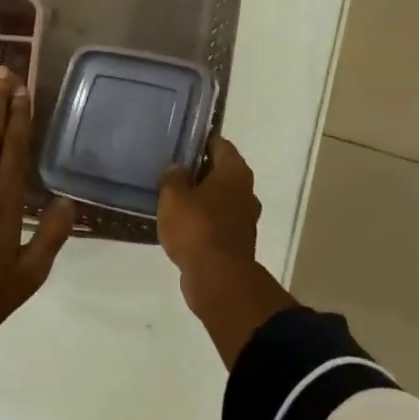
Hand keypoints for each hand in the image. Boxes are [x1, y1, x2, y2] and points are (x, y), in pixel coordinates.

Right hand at [158, 136, 261, 286]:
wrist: (218, 279)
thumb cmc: (197, 227)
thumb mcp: (173, 196)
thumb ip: (173, 177)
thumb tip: (177, 167)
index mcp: (235, 172)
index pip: (220, 144)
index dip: (201, 140)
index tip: (181, 141)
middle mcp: (245, 191)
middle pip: (221, 171)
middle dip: (199, 169)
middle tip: (172, 169)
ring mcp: (244, 218)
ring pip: (220, 197)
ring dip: (201, 197)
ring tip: (173, 197)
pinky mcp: (237, 241)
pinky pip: (218, 221)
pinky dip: (203, 219)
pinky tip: (182, 223)